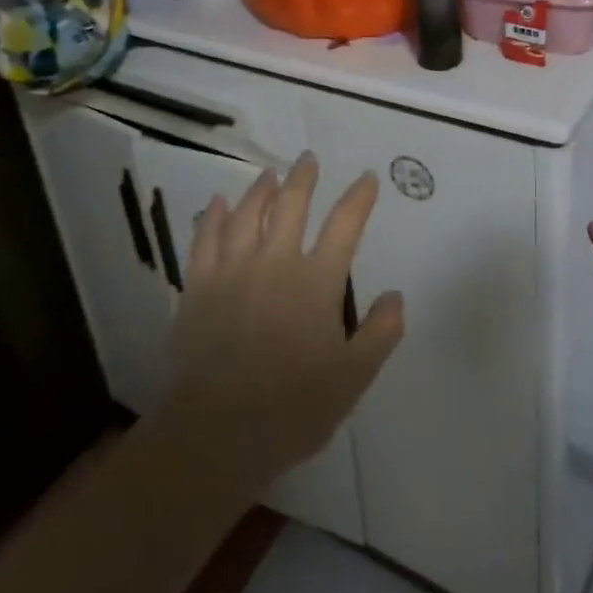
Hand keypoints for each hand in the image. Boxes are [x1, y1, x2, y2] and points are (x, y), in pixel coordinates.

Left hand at [159, 155, 403, 492]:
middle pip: (291, 205)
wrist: (216, 434)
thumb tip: (395, 295)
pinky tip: (217, 203)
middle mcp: (275, 262)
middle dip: (303, 177)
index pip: (345, 224)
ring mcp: (232, 271)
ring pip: (246, 214)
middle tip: (308, 158)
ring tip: (269, 174)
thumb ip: (380, 333)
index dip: (359, 197)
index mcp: (316, 281)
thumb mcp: (353, 377)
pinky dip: (212, 216)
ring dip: (260, 189)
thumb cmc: (292, 408)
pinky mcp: (198, 287)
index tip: (367, 177)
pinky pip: (205, 238)